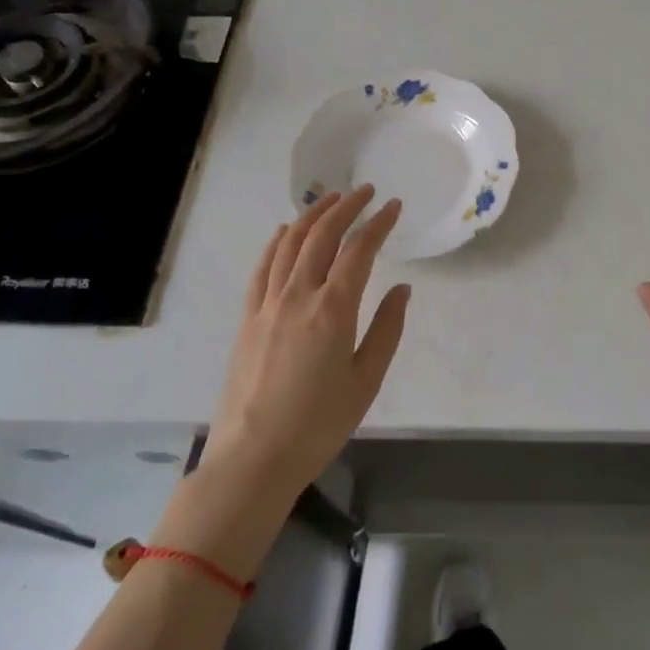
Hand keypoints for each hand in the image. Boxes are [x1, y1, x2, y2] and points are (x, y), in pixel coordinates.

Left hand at [205, 185, 410, 503]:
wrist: (254, 457)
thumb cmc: (319, 423)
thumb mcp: (367, 380)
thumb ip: (387, 329)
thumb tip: (402, 289)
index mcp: (333, 310)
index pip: (359, 251)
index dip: (378, 223)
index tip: (393, 206)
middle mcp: (298, 296)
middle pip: (321, 236)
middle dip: (345, 207)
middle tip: (365, 192)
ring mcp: (267, 304)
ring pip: (288, 244)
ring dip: (310, 216)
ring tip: (329, 200)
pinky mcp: (247, 318)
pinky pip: (262, 268)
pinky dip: (276, 242)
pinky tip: (284, 232)